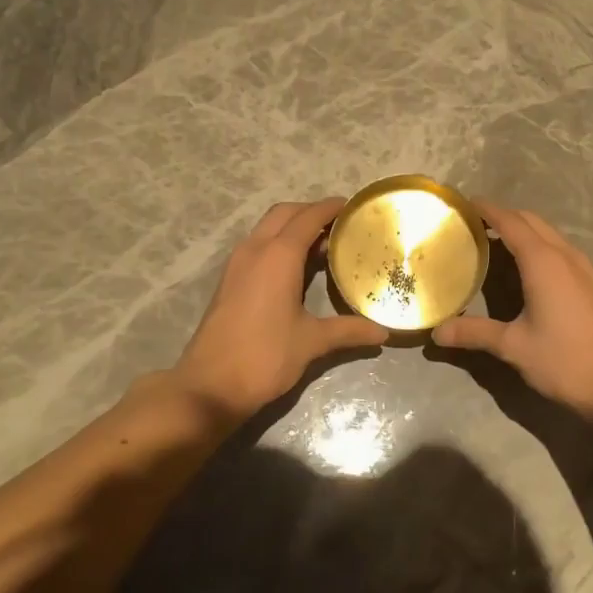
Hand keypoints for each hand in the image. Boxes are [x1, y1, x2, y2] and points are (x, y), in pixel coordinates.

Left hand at [171, 197, 390, 422]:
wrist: (210, 385)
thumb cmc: (265, 356)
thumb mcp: (311, 342)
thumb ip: (348, 331)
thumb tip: (383, 332)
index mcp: (278, 256)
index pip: (308, 217)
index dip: (330, 208)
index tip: (352, 207)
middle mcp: (255, 249)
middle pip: (284, 214)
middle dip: (311, 212)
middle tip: (339, 225)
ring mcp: (237, 264)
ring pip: (267, 229)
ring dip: (292, 228)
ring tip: (323, 245)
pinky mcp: (229, 280)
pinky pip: (257, 246)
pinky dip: (278, 244)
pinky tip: (296, 269)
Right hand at [433, 202, 592, 422]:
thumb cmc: (565, 360)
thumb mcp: (513, 347)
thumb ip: (475, 333)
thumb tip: (437, 332)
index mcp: (543, 262)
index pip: (510, 222)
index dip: (486, 210)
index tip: (463, 204)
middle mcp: (565, 256)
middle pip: (531, 221)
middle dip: (503, 216)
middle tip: (473, 224)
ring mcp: (583, 268)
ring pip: (549, 234)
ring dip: (523, 231)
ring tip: (494, 243)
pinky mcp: (592, 283)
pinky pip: (560, 249)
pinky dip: (538, 246)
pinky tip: (526, 269)